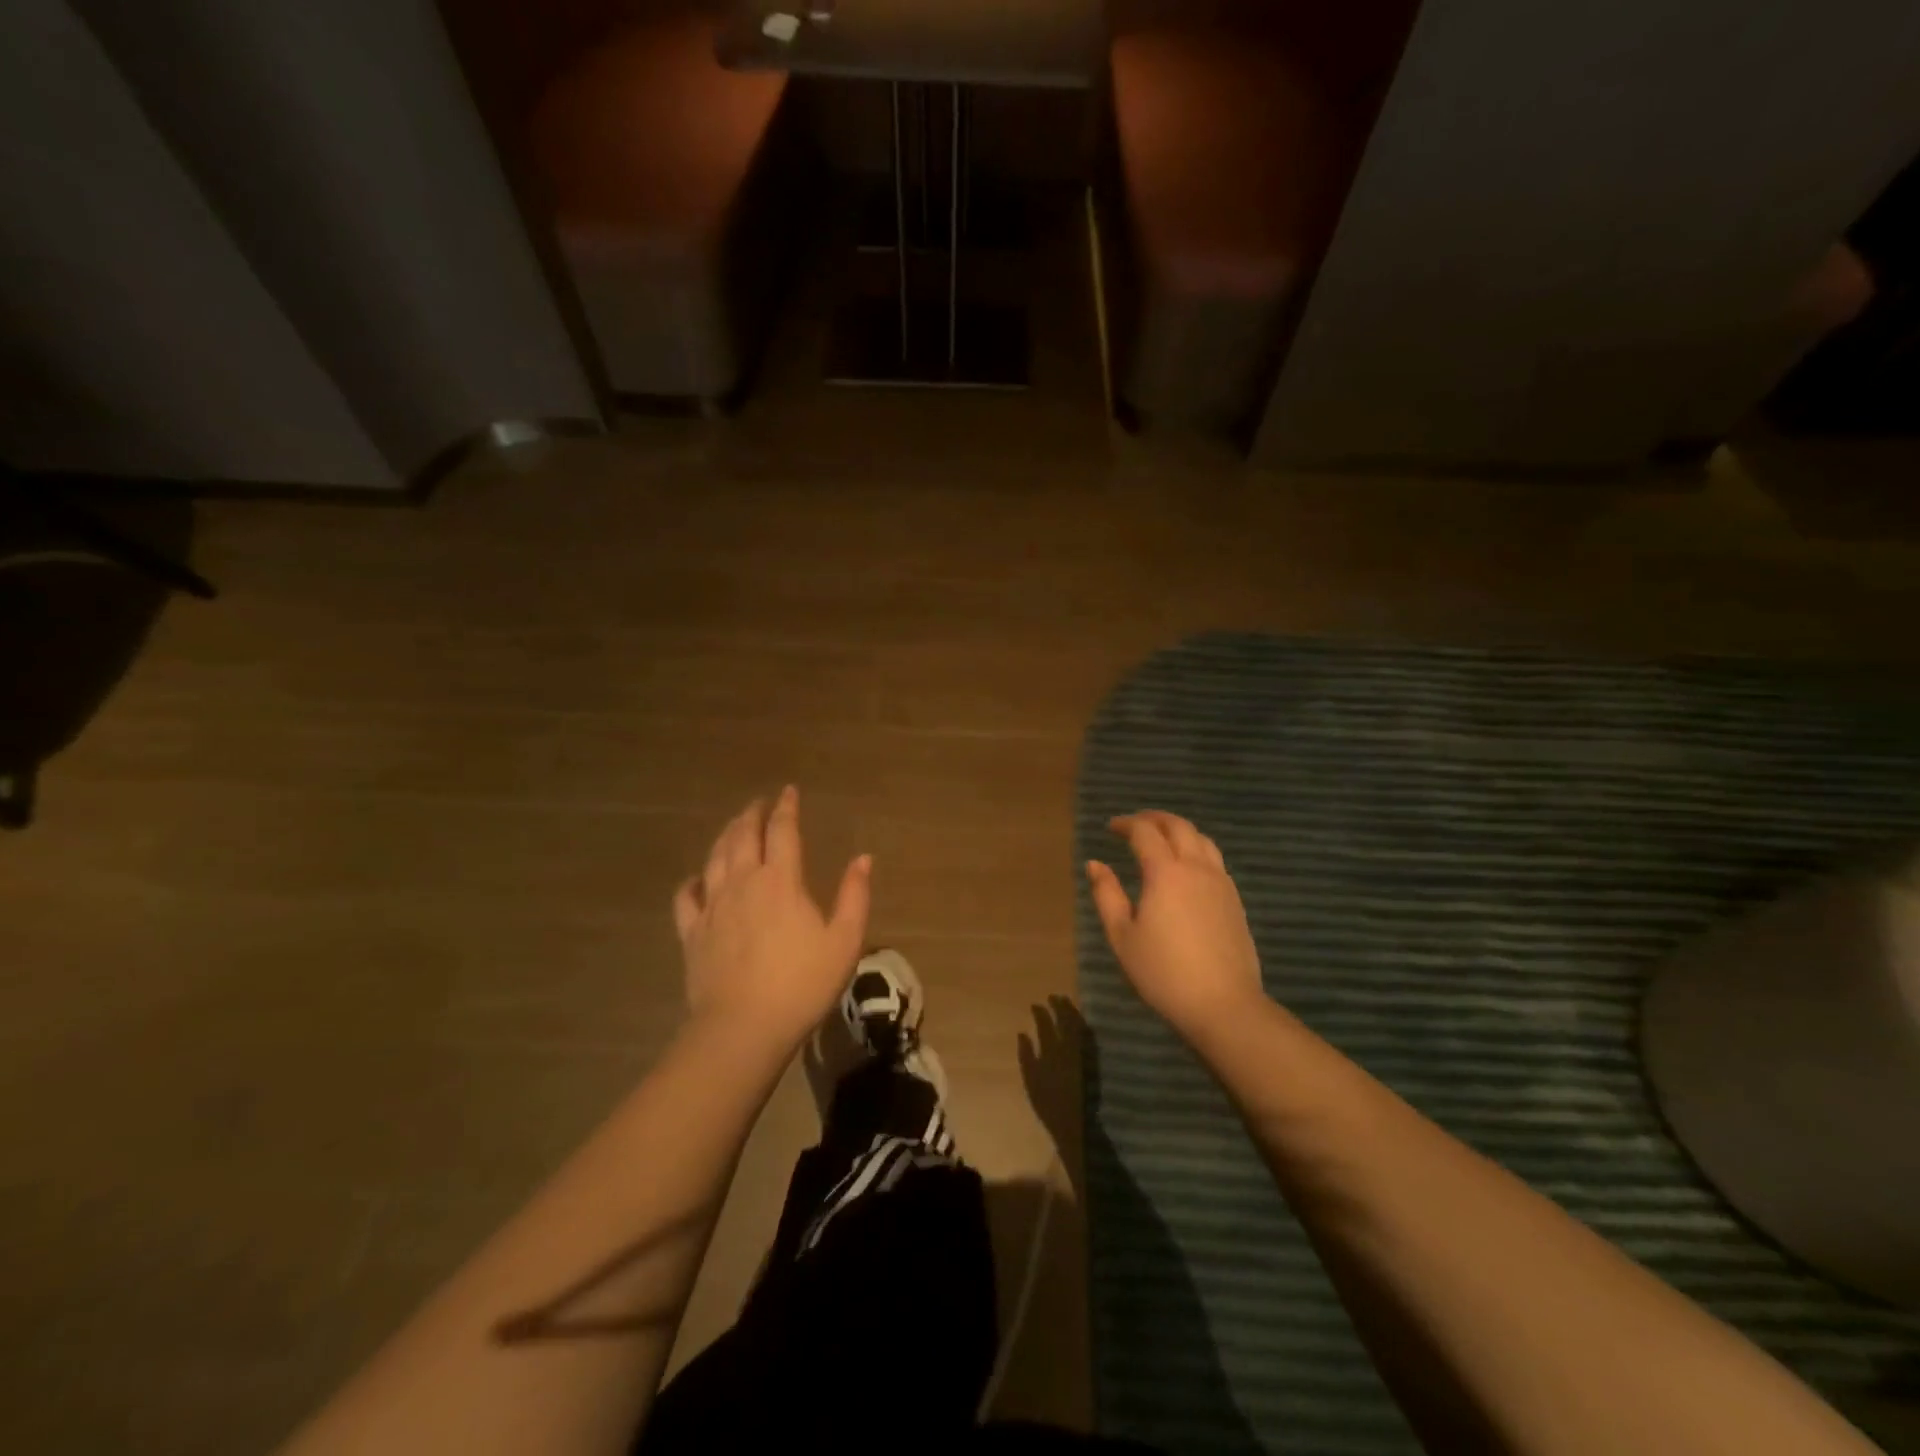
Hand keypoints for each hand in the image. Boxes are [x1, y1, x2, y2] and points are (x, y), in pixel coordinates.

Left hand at [673, 787, 870, 1050]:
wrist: (743, 1028)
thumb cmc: (802, 983)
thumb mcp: (844, 941)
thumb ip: (855, 895)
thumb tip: (863, 858)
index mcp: (781, 880)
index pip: (782, 830)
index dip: (786, 807)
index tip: (788, 791)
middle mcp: (743, 882)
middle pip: (743, 836)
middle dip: (752, 814)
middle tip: (759, 803)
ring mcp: (712, 906)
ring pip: (714, 857)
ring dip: (725, 836)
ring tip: (733, 826)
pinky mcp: (692, 932)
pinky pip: (686, 897)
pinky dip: (692, 881)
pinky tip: (698, 878)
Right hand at [1087, 811, 1264, 1040]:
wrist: (1224, 1004)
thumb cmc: (1164, 972)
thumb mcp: (1122, 936)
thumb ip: (1107, 895)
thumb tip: (1095, 864)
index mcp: (1165, 872)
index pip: (1145, 832)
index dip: (1126, 824)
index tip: (1111, 827)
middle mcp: (1196, 867)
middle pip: (1178, 826)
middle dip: (1154, 818)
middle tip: (1135, 824)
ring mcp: (1221, 882)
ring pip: (1202, 839)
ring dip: (1179, 830)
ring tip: (1162, 839)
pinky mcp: (1235, 900)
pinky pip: (1215, 860)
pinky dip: (1196, 850)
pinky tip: (1186, 868)